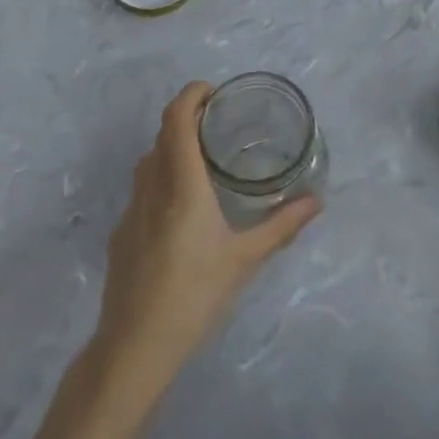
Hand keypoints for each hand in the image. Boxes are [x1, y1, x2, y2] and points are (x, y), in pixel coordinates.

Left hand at [95, 82, 319, 381]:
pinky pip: (142, 189)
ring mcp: (131, 210)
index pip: (177, 119)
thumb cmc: (194, 294)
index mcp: (181, 184)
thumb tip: (316, 201)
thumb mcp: (245, 259)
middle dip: (187, 118)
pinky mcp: (121, 233)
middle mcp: (151, 187)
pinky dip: (161, 178)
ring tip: (204, 160)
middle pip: (162, 134)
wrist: (134, 347)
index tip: (214, 91)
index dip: (191, 95)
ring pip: (149, 161)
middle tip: (219, 123)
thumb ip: (282, 226)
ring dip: (172, 147)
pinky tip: (182, 209)